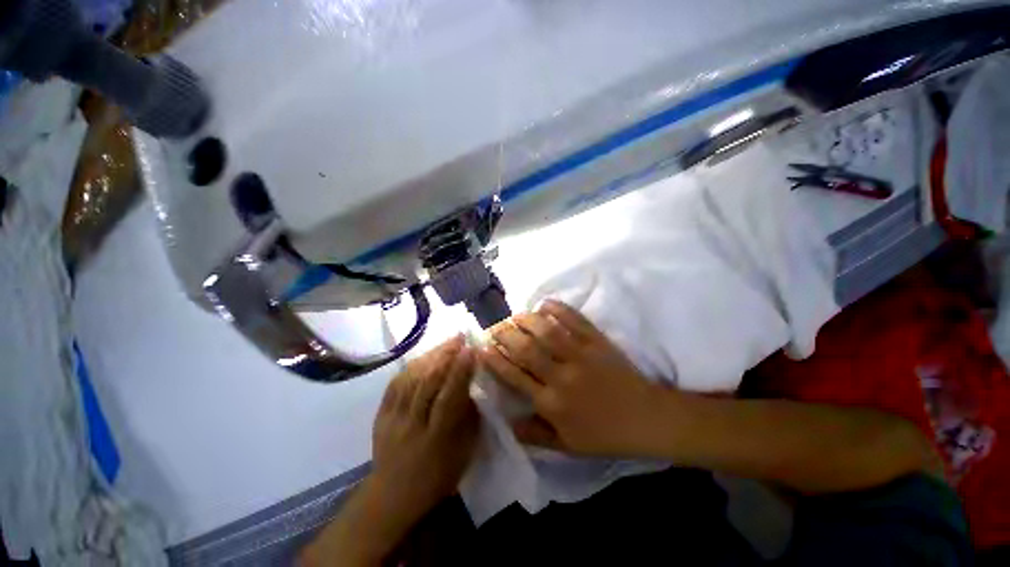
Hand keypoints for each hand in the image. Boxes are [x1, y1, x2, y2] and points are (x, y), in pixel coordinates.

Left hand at [301, 337, 478, 566]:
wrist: (392, 495)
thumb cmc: (437, 476)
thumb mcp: (464, 452)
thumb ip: (469, 418)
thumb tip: (472, 386)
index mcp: (437, 439)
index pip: (449, 398)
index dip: (460, 372)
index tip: (471, 349)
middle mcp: (412, 426)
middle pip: (427, 383)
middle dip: (445, 355)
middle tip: (459, 337)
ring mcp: (392, 419)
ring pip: (411, 379)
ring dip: (430, 356)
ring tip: (446, 342)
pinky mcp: (380, 415)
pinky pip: (395, 384)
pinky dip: (412, 366)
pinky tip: (425, 357)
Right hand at [479, 300, 668, 456]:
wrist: (646, 419)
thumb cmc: (604, 434)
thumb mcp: (567, 445)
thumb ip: (534, 435)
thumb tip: (506, 422)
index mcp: (552, 403)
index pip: (514, 376)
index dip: (494, 360)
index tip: (482, 347)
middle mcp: (562, 376)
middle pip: (526, 349)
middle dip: (505, 334)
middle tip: (494, 326)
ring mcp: (581, 355)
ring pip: (547, 331)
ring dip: (527, 319)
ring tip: (515, 315)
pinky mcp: (597, 342)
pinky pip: (575, 320)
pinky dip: (559, 309)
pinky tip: (545, 304)